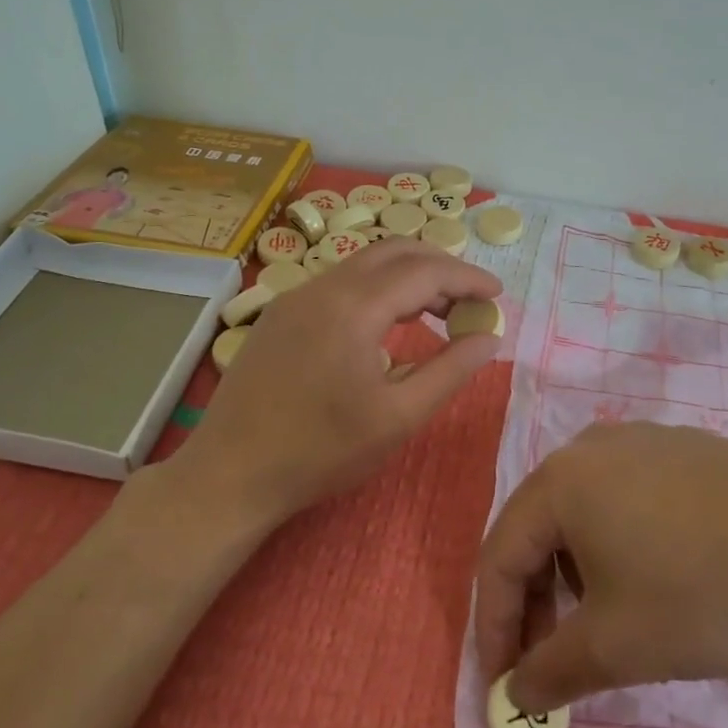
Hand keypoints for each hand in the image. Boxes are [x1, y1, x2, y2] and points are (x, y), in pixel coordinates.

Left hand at [173, 238, 501, 526]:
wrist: (229, 475)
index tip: (498, 293)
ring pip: (365, 264)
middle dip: (440, 266)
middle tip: (470, 299)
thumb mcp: (398, 418)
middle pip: (395, 252)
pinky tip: (387, 323)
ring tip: (437, 310)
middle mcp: (324, 286)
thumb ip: (450, 371)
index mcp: (354, 307)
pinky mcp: (281, 313)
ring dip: (407, 276)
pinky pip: (341, 282)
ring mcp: (296, 295)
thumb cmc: (320, 452)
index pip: (425, 271)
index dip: (467, 277)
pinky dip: (377, 288)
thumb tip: (490, 338)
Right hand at [475, 423, 727, 713]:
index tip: (504, 688)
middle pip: (539, 528)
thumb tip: (514, 693)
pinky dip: (617, 544)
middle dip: (535, 602)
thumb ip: (551, 671)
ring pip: (583, 512)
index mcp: (560, 479)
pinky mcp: (684, 449)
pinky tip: (653, 579)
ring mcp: (642, 441)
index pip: (499, 555)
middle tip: (551, 664)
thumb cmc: (702, 590)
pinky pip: (626, 498)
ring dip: (575, 575)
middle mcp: (591, 446)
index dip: (493, 626)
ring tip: (604, 626)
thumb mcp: (617, 645)